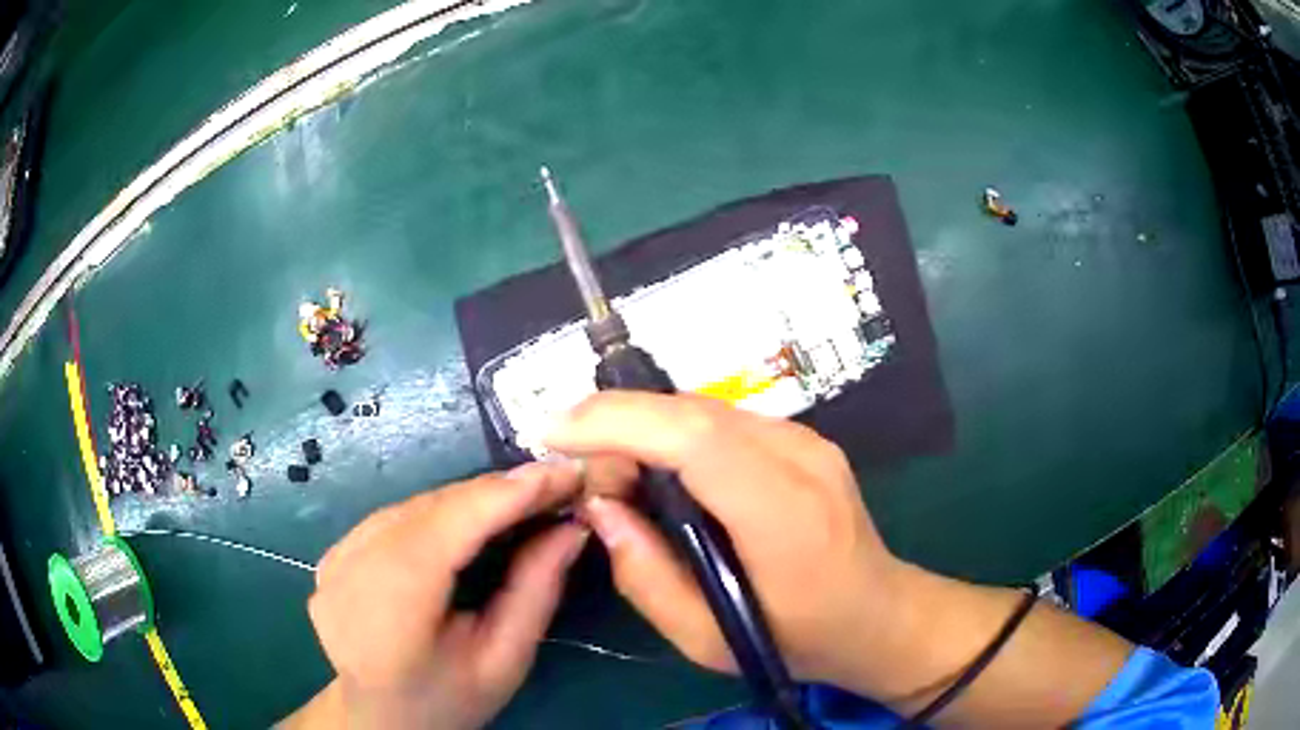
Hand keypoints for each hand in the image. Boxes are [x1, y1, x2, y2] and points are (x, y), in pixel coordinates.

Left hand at [297, 463, 587, 728]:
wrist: (373, 716)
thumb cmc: (444, 699)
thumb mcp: (502, 661)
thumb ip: (535, 591)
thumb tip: (570, 528)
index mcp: (394, 597)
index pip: (457, 519)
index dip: (514, 490)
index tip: (570, 471)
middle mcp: (355, 561)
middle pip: (436, 505)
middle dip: (500, 491)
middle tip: (558, 487)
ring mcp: (339, 553)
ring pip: (416, 504)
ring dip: (472, 499)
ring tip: (524, 502)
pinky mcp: (335, 551)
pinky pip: (397, 516)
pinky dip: (441, 512)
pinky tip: (471, 522)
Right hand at [546, 392, 905, 695]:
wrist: (878, 613)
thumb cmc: (798, 639)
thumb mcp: (707, 638)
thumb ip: (644, 575)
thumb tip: (600, 508)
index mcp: (785, 515)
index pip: (697, 438)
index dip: (619, 422)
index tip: (556, 431)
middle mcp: (802, 459)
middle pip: (694, 411)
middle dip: (619, 423)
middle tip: (586, 475)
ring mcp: (809, 441)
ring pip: (704, 408)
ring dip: (646, 428)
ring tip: (618, 478)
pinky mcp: (804, 438)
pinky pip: (724, 421)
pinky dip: (675, 433)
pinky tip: (661, 471)